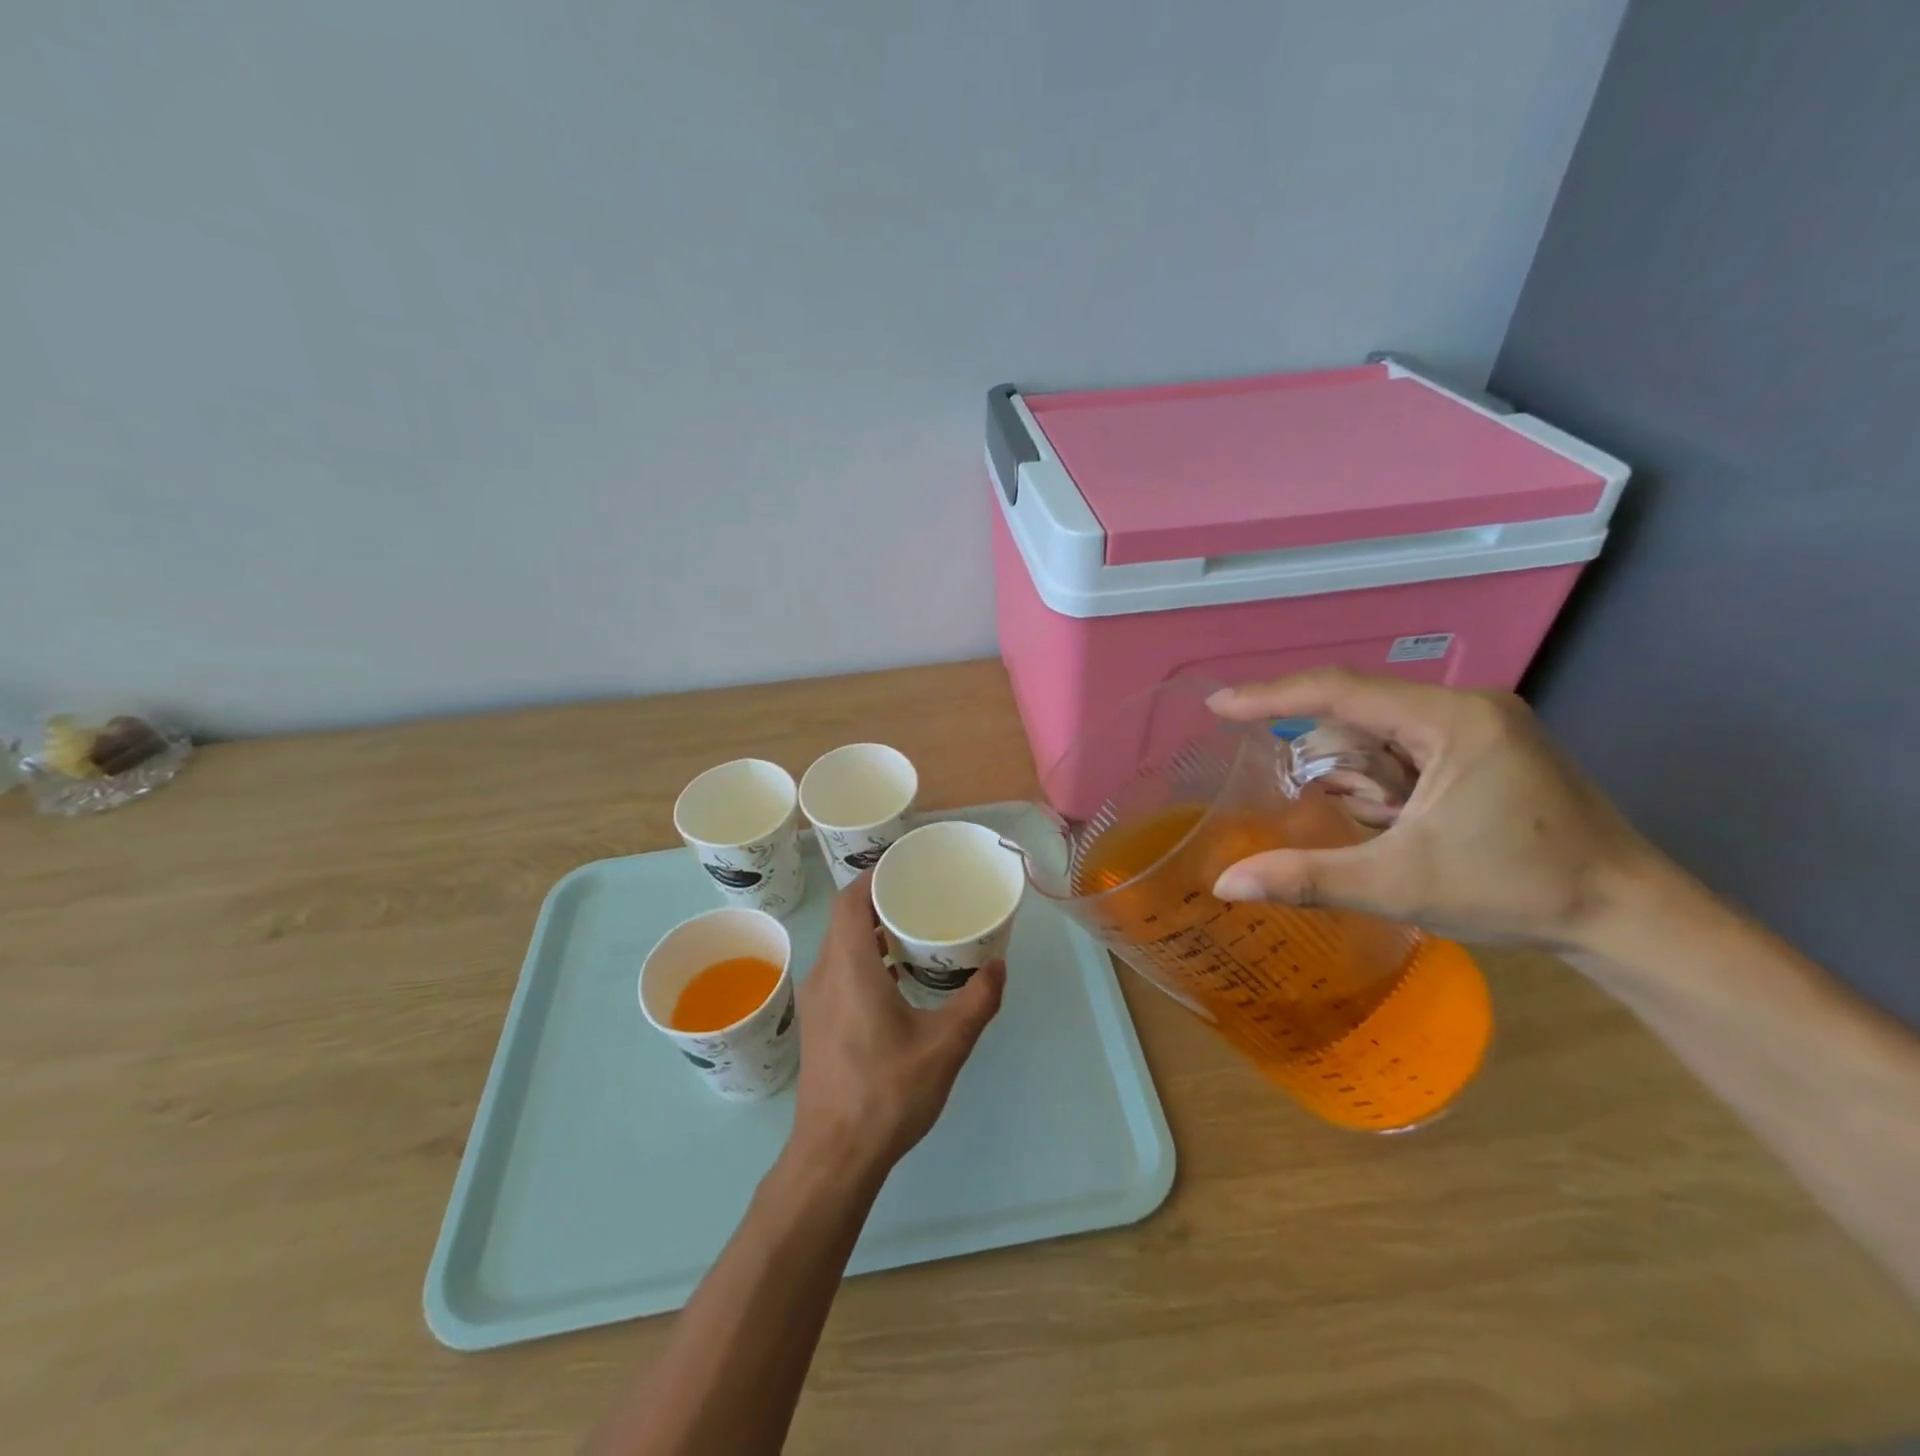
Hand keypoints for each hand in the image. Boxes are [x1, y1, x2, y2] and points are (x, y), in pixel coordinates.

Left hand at [789, 875, 1005, 1177]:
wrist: (834, 1155)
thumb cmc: (887, 1093)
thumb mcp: (945, 1046)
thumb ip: (976, 1002)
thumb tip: (999, 967)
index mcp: (850, 967)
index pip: (851, 899)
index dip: (875, 874)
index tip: (908, 866)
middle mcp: (826, 973)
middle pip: (845, 917)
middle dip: (880, 898)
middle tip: (921, 894)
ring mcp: (817, 999)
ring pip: (840, 943)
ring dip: (871, 930)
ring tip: (914, 929)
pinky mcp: (818, 1020)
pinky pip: (839, 968)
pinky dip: (864, 956)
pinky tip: (897, 977)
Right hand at [1207, 669, 1665, 949]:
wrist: (1631, 915)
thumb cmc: (1518, 890)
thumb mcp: (1400, 884)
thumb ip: (1307, 879)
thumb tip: (1224, 884)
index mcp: (1452, 720)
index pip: (1341, 691)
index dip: (1272, 696)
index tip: (1218, 705)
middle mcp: (1468, 706)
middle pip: (1362, 712)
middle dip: (1333, 759)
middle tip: (1313, 798)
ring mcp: (1483, 724)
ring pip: (1384, 731)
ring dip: (1362, 775)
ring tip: (1381, 826)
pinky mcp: (1490, 747)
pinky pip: (1409, 746)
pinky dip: (1385, 778)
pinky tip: (1398, 819)